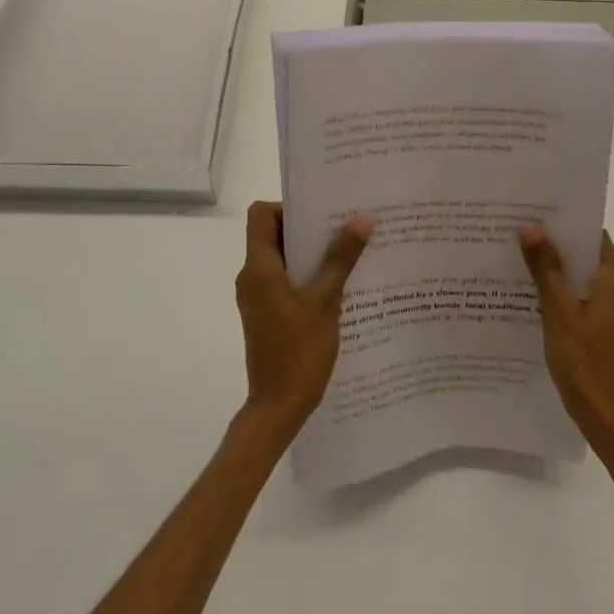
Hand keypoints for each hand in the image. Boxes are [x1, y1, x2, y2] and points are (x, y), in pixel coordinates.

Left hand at [235, 201, 372, 438]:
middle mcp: (251, 277)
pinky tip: (339, 284)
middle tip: (345, 225)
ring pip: (281, 259)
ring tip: (349, 252)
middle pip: (272, 235)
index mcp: (258, 268)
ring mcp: (257, 297)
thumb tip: (362, 219)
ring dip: (310, 253)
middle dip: (307, 228)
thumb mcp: (325, 302)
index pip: (261, 214)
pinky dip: (306, 275)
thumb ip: (341, 259)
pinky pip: (283, 281)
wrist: (278, 406)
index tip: (322, 213)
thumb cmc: (299, 352)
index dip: (288, 207)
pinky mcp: (266, 313)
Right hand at [518, 227, 613, 455]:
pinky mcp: (608, 329)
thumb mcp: (558, 312)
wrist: (605, 417)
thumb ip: (546, 269)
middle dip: (556, 244)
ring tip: (519, 258)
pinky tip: (533, 294)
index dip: (566, 223)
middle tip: (518, 232)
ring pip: (584, 278)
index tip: (535, 212)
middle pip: (588, 256)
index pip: (594, 237)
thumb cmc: (583, 363)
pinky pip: (584, 298)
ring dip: (557, 269)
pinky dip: (563, 291)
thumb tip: (530, 227)